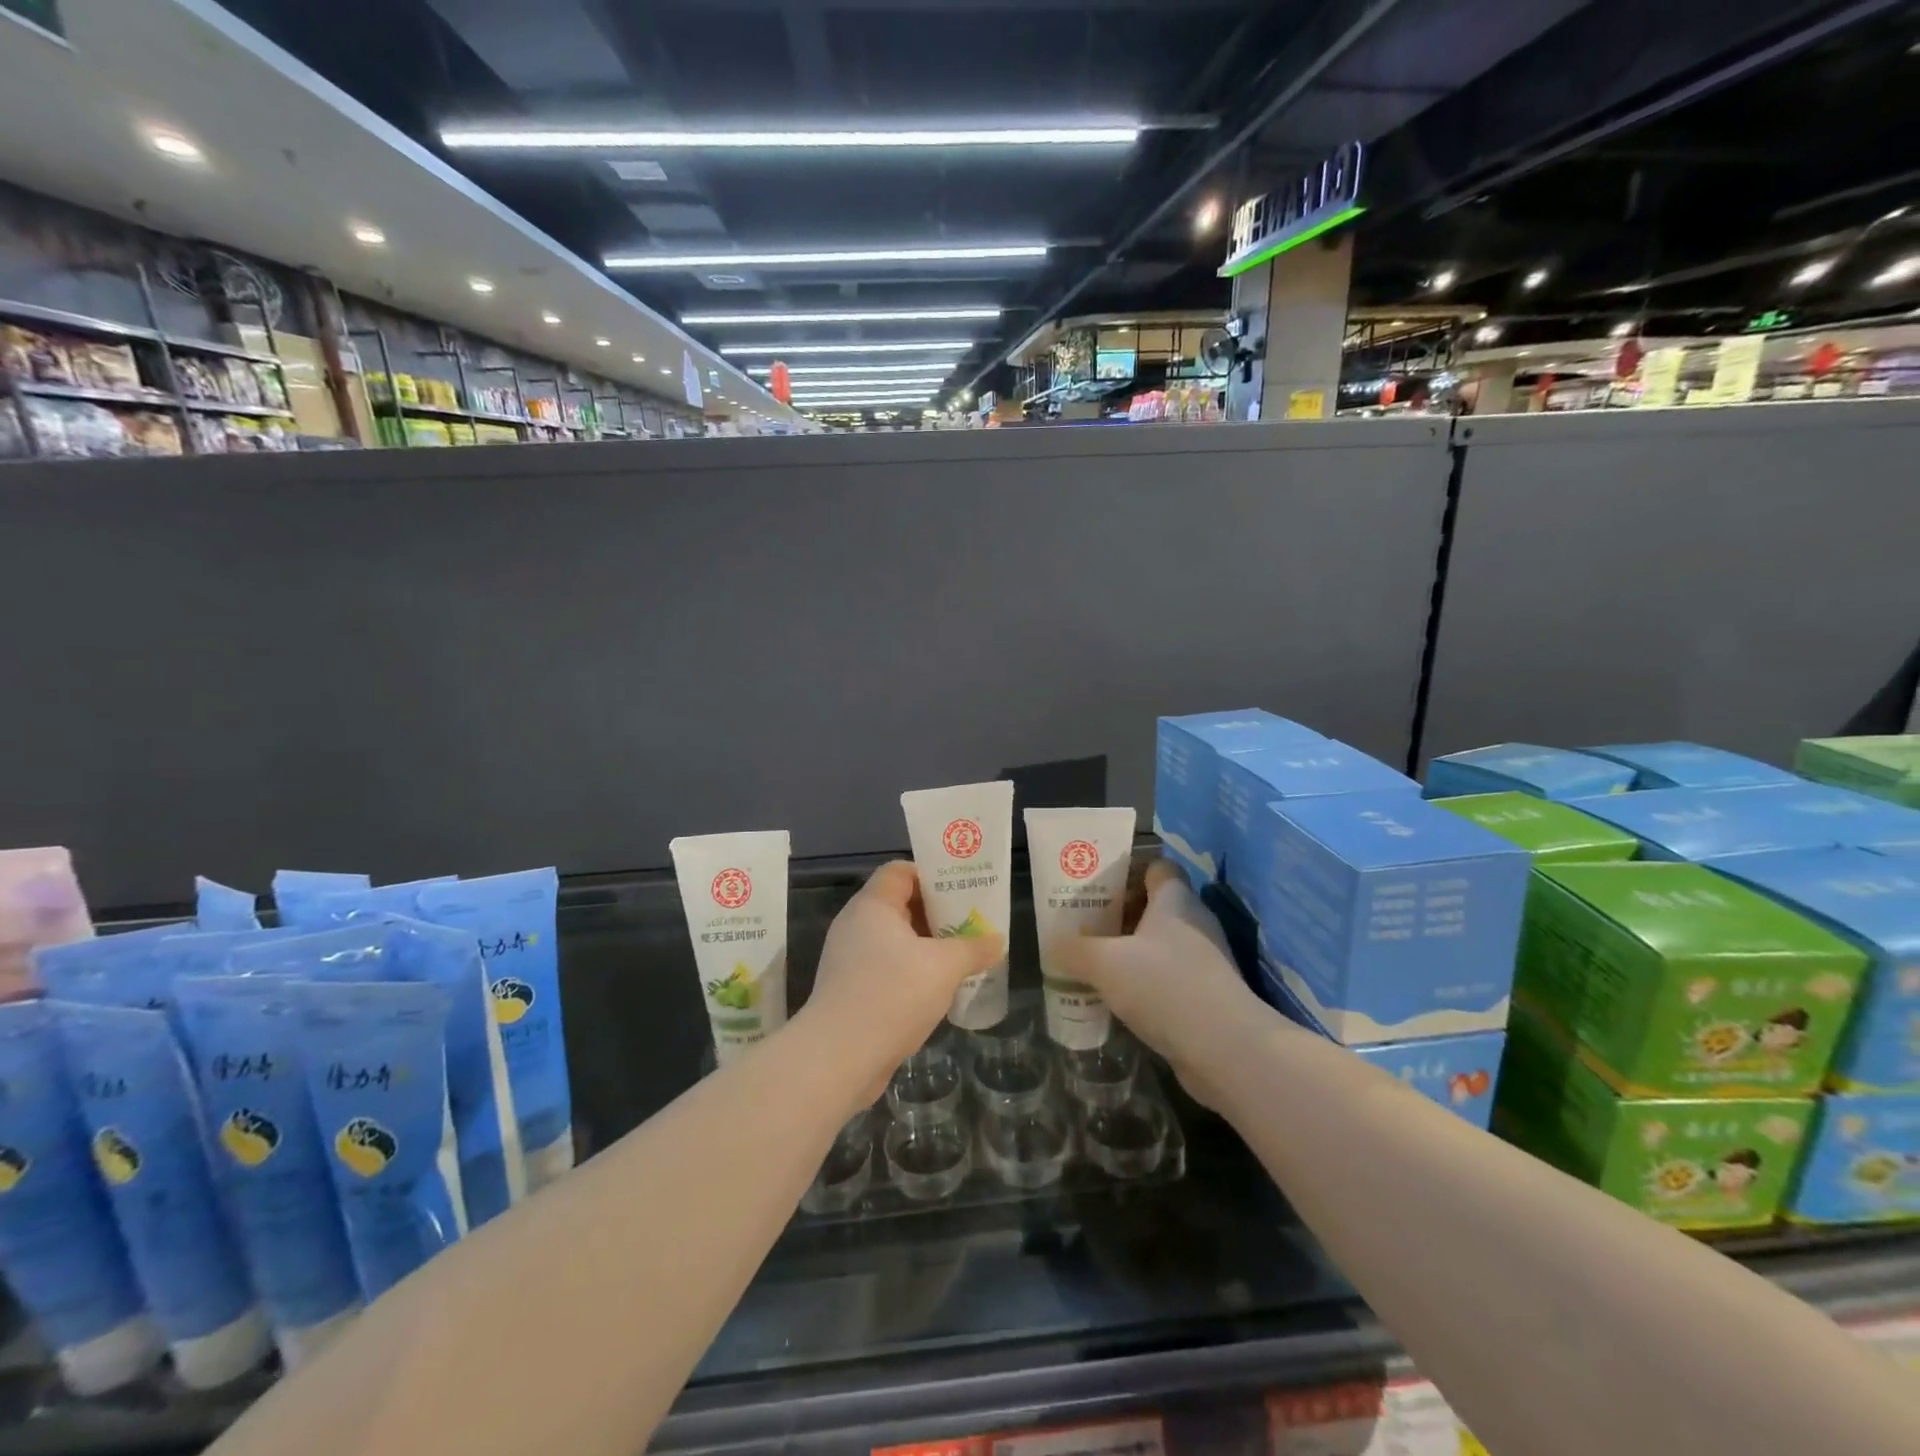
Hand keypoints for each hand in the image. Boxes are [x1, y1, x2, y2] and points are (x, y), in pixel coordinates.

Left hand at [802, 861, 1005, 1103]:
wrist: (839, 1057)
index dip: (932, 876)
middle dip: (936, 914)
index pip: (901, 871)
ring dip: (926, 947)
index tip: (962, 892)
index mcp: (873, 905)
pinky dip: (911, 972)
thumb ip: (973, 949)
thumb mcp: (944, 967)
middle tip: (970, 925)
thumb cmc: (892, 994)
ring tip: (961, 958)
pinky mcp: (849, 990)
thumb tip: (997, 941)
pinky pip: (886, 968)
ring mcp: (849, 959)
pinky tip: (936, 990)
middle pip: (899, 904)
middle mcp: (856, 924)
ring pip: (894, 940)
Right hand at [1054, 857, 1265, 1108]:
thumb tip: (1052, 944)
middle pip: (1155, 906)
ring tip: (1094, 962)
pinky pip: (1169, 978)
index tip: (1096, 886)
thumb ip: (1074, 950)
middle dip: (1120, 914)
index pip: (1157, 866)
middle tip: (1084, 925)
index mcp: (1176, 900)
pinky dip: (1146, 983)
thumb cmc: (1165, 987)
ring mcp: (1206, 961)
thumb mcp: (1105, 963)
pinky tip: (1119, 998)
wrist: (1227, 1050)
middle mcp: (1195, 923)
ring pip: (1161, 945)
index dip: (1128, 870)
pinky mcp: (1208, 996)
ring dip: (1131, 952)